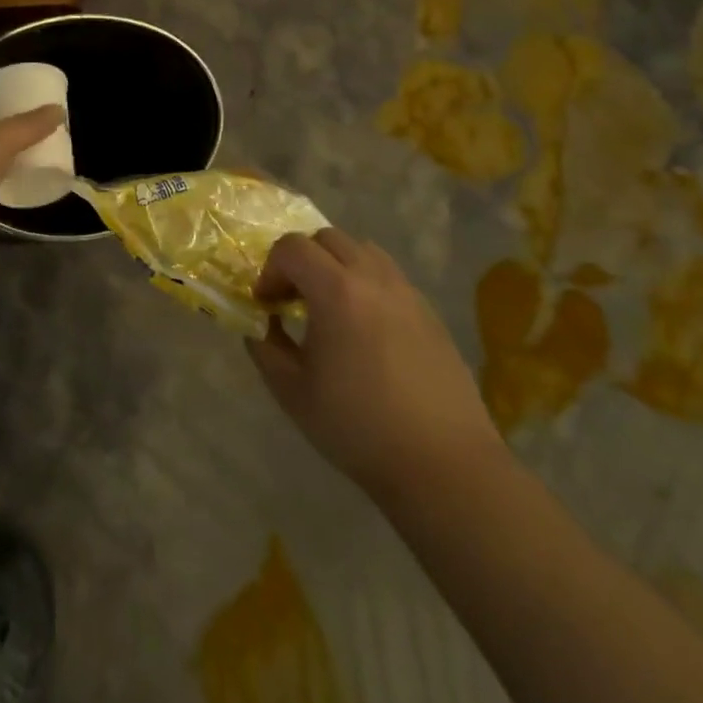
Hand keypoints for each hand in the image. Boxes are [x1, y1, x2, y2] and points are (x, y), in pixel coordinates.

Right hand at [248, 229, 505, 504]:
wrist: (443, 464)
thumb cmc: (358, 426)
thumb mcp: (292, 391)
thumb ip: (265, 348)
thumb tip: (260, 326)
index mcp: (336, 291)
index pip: (292, 247)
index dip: (270, 270)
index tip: (267, 305)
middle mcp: (373, 279)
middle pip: (328, 238)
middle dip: (301, 259)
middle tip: (293, 299)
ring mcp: (407, 293)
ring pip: (363, 251)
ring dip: (336, 265)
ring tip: (330, 307)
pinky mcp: (430, 314)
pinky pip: (389, 277)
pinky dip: (366, 284)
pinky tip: (364, 329)